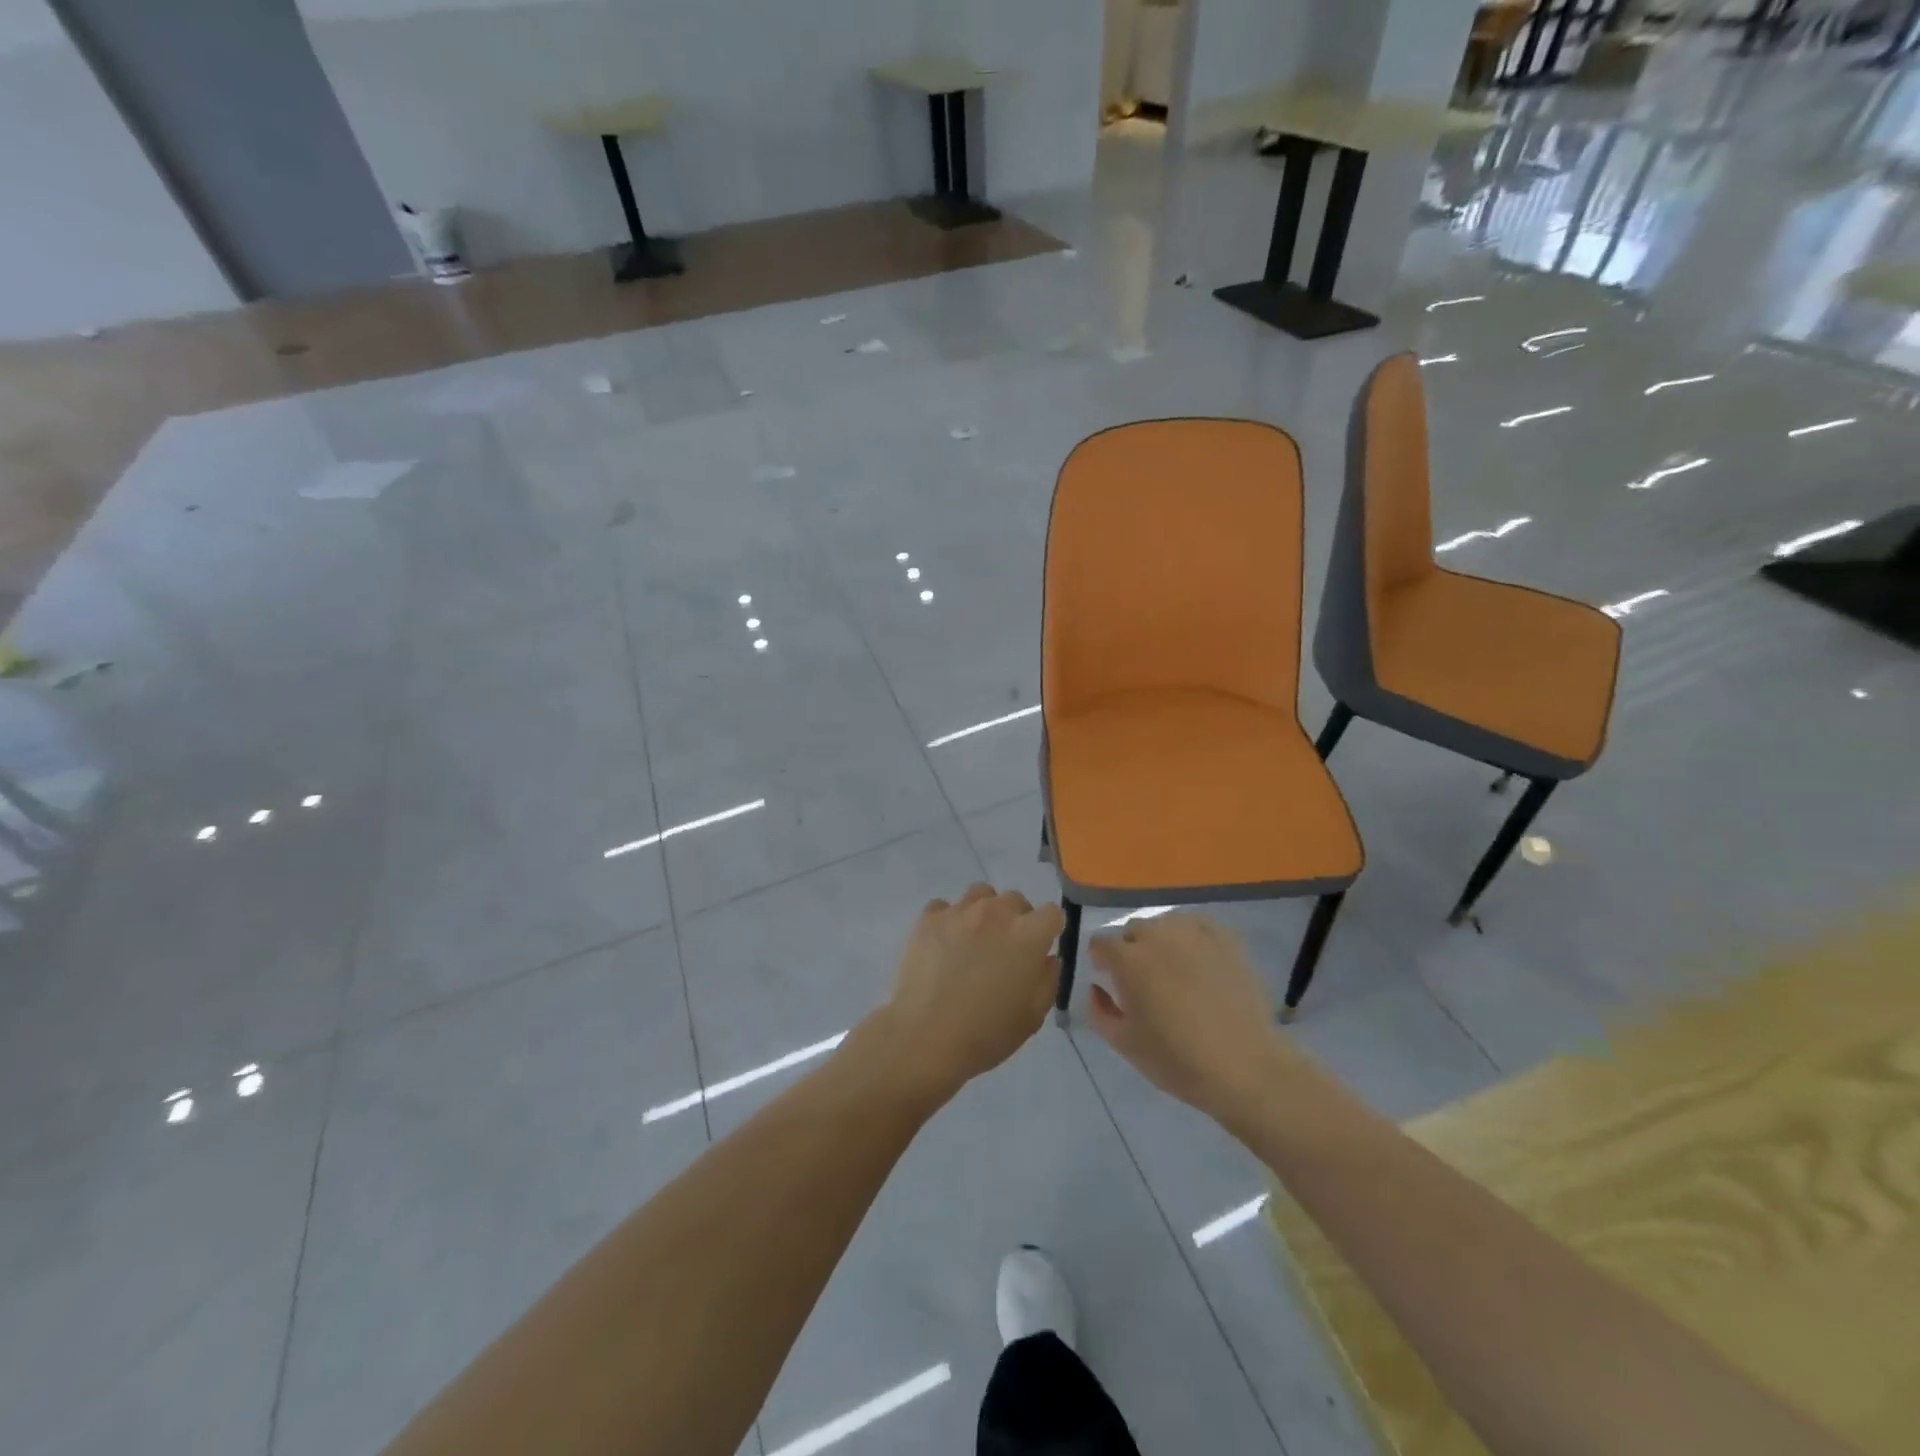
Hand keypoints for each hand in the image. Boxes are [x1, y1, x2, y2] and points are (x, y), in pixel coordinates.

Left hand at [879, 884, 1064, 1098]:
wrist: (925, 1037)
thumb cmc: (986, 1033)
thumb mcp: (1033, 1016)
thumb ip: (1048, 979)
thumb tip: (1046, 958)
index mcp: (1028, 935)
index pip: (1052, 913)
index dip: (1049, 930)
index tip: (1040, 949)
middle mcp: (996, 913)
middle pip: (1015, 900)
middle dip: (1016, 920)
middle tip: (1005, 950)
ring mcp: (959, 912)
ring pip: (980, 895)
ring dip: (984, 912)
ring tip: (973, 940)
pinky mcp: (928, 918)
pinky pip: (944, 907)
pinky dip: (948, 920)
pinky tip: (943, 945)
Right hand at [1087, 914, 1293, 1123]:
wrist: (1244, 1067)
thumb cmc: (1176, 1059)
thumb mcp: (1124, 1043)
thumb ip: (1098, 1010)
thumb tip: (1096, 987)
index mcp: (1128, 959)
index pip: (1100, 943)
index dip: (1101, 961)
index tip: (1109, 981)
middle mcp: (1158, 935)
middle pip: (1133, 930)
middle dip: (1130, 950)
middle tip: (1143, 982)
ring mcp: (1194, 933)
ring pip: (1165, 925)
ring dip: (1161, 942)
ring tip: (1174, 971)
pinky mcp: (1226, 939)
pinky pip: (1198, 927)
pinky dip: (1192, 939)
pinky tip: (1200, 963)